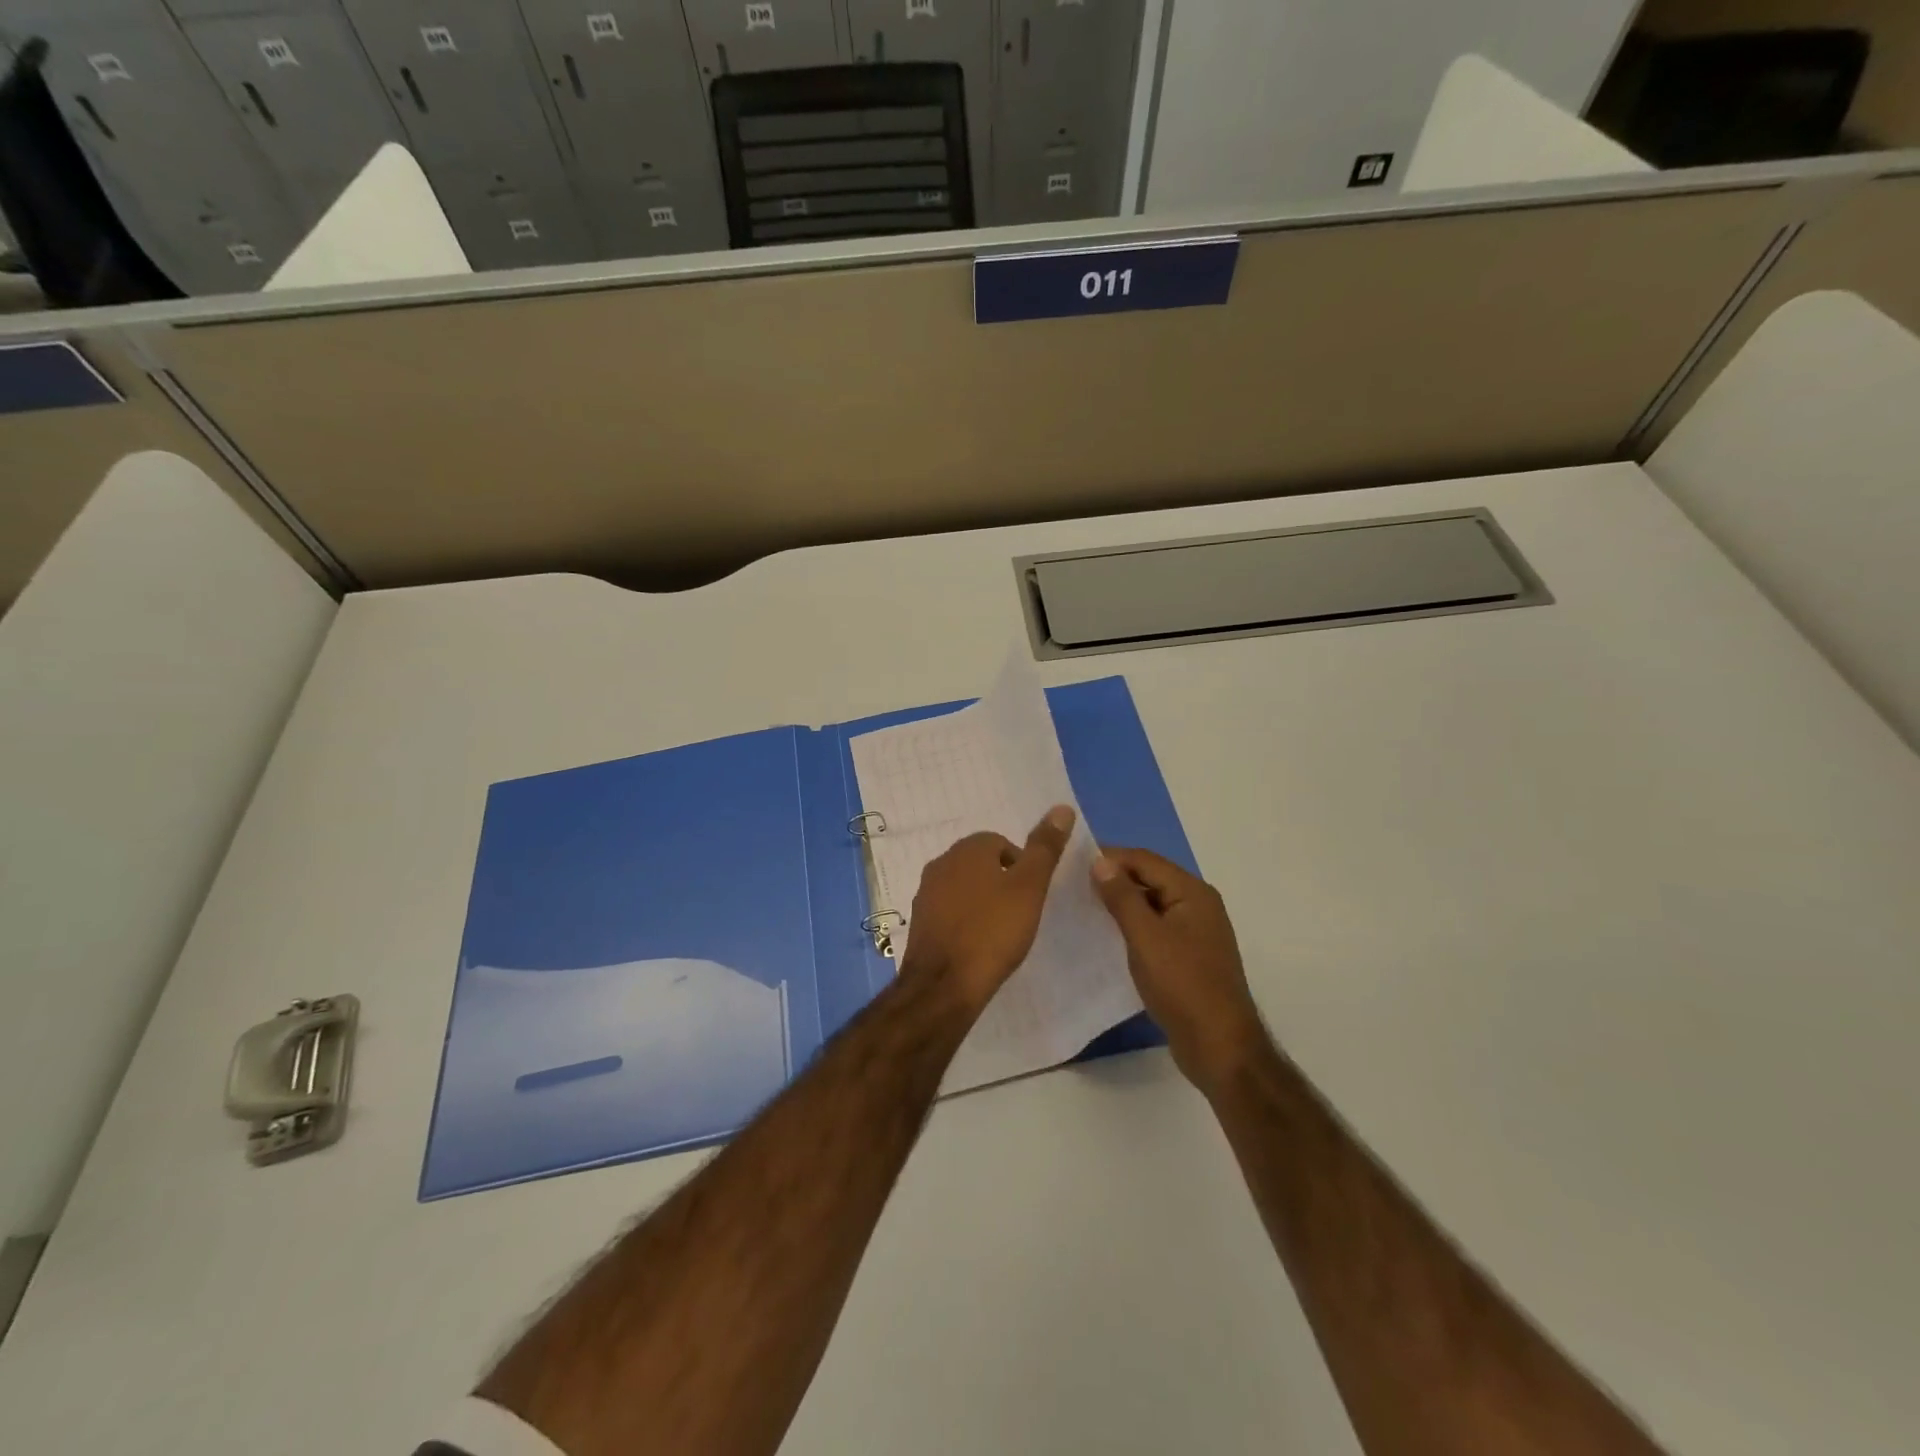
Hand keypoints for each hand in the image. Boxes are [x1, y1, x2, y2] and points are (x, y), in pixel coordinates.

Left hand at [901, 806, 1074, 1011]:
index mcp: (967, 849)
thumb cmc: (993, 931)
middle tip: (1021, 913)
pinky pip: (950, 911)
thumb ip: (1045, 848)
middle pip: (980, 863)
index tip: (1032, 895)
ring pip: (964, 887)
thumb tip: (1062, 808)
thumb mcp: (1029, 887)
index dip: (1022, 867)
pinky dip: (965, 921)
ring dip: (982, 901)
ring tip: (1001, 931)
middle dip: (1002, 882)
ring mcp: (925, 893)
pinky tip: (977, 945)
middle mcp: (941, 863)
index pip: (1001, 843)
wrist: (943, 985)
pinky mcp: (919, 922)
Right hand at [1092, 849, 1269, 1091]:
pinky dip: (1132, 926)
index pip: (1145, 860)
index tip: (1072, 863)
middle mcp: (1198, 905)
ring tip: (1084, 908)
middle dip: (1114, 879)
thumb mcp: (1146, 937)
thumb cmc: (1182, 985)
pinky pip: (1155, 928)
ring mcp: (1195, 932)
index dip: (1110, 857)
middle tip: (1073, 885)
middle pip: (1150, 878)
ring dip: (1121, 903)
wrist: (1219, 1046)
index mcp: (1192, 893)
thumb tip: (1100, 861)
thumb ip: (1122, 897)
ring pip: (1152, 904)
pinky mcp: (1188, 956)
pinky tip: (1108, 936)